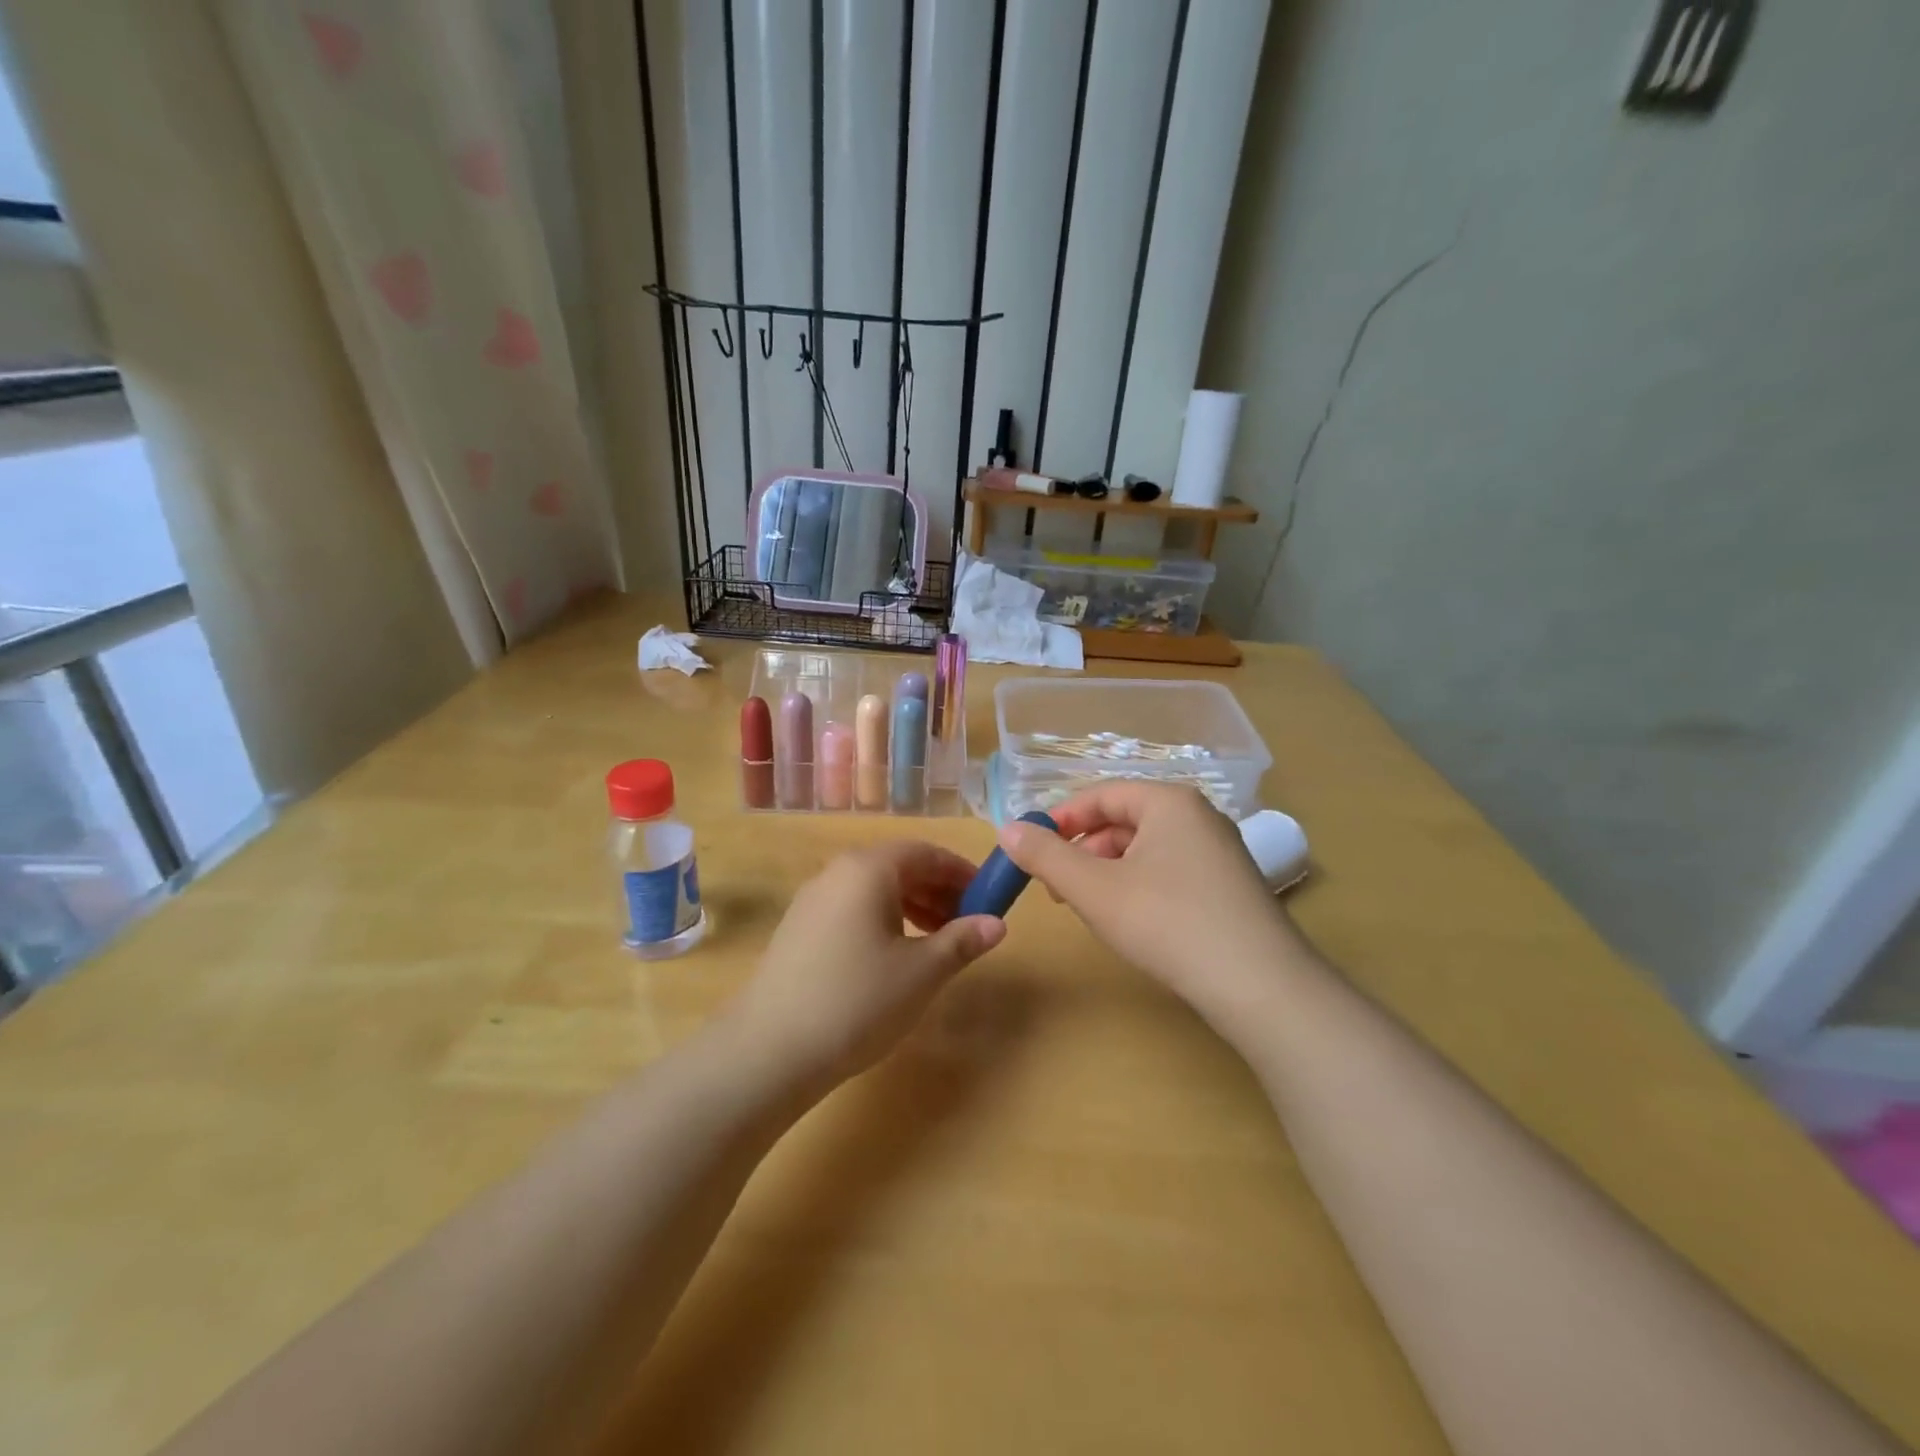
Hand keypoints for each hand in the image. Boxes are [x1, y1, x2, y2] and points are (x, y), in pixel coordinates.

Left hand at [729, 842, 1005, 1088]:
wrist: (768, 1050)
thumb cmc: (857, 1001)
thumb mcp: (921, 972)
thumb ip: (962, 941)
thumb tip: (997, 923)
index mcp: (868, 869)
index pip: (925, 853)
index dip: (961, 872)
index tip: (988, 898)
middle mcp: (837, 872)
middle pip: (898, 867)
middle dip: (938, 890)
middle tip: (967, 924)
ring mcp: (812, 900)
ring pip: (874, 889)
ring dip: (913, 907)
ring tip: (937, 943)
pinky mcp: (798, 929)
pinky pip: (852, 909)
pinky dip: (883, 921)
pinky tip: (894, 957)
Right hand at [998, 783, 1294, 1023]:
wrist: (1261, 987)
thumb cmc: (1168, 923)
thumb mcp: (1094, 889)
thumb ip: (1046, 856)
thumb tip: (1008, 829)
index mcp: (1169, 801)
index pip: (1101, 794)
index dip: (1061, 819)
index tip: (1031, 849)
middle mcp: (1199, 815)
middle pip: (1124, 819)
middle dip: (1084, 850)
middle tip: (1058, 887)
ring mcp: (1220, 851)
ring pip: (1146, 848)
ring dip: (1108, 871)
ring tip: (1091, 908)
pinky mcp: (1231, 886)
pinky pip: (1170, 870)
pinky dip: (1139, 886)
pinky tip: (1132, 921)